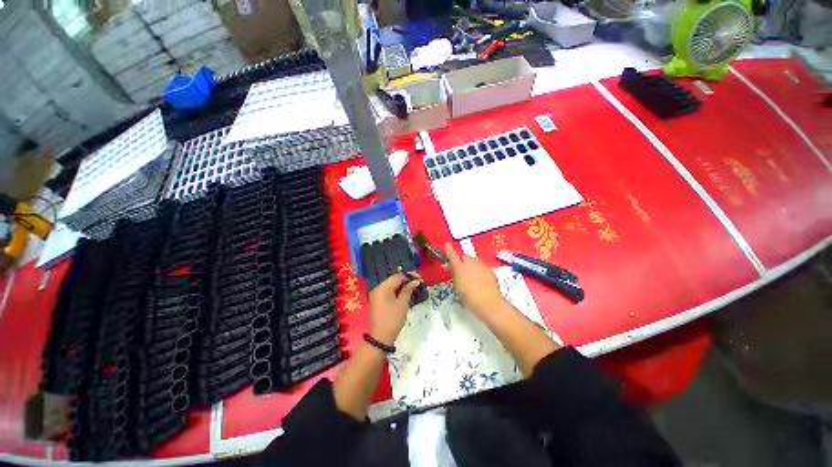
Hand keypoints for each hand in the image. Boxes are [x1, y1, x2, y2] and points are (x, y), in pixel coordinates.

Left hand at [367, 273, 421, 345]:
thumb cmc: (393, 319)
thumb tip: (415, 281)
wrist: (380, 338)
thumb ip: (408, 289)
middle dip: (406, 280)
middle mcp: (377, 289)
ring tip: (413, 288)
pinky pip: (388, 292)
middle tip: (418, 282)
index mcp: (382, 288)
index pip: (397, 277)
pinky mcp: (377, 301)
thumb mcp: (402, 303)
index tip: (419, 278)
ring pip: (391, 286)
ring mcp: (376, 295)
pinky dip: (396, 292)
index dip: (409, 276)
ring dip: (402, 286)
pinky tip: (405, 294)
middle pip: (393, 280)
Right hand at [445, 243, 506, 320]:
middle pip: (464, 256)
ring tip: (469, 275)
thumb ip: (452, 273)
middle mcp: (471, 262)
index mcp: (460, 266)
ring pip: (473, 260)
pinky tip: (479, 279)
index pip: (452, 255)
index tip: (447, 245)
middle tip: (458, 269)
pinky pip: (481, 266)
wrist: (489, 303)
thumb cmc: (469, 297)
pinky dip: (478, 269)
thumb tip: (447, 265)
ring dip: (470, 264)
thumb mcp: (456, 286)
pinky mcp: (490, 270)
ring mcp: (482, 265)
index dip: (449, 250)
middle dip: (461, 260)